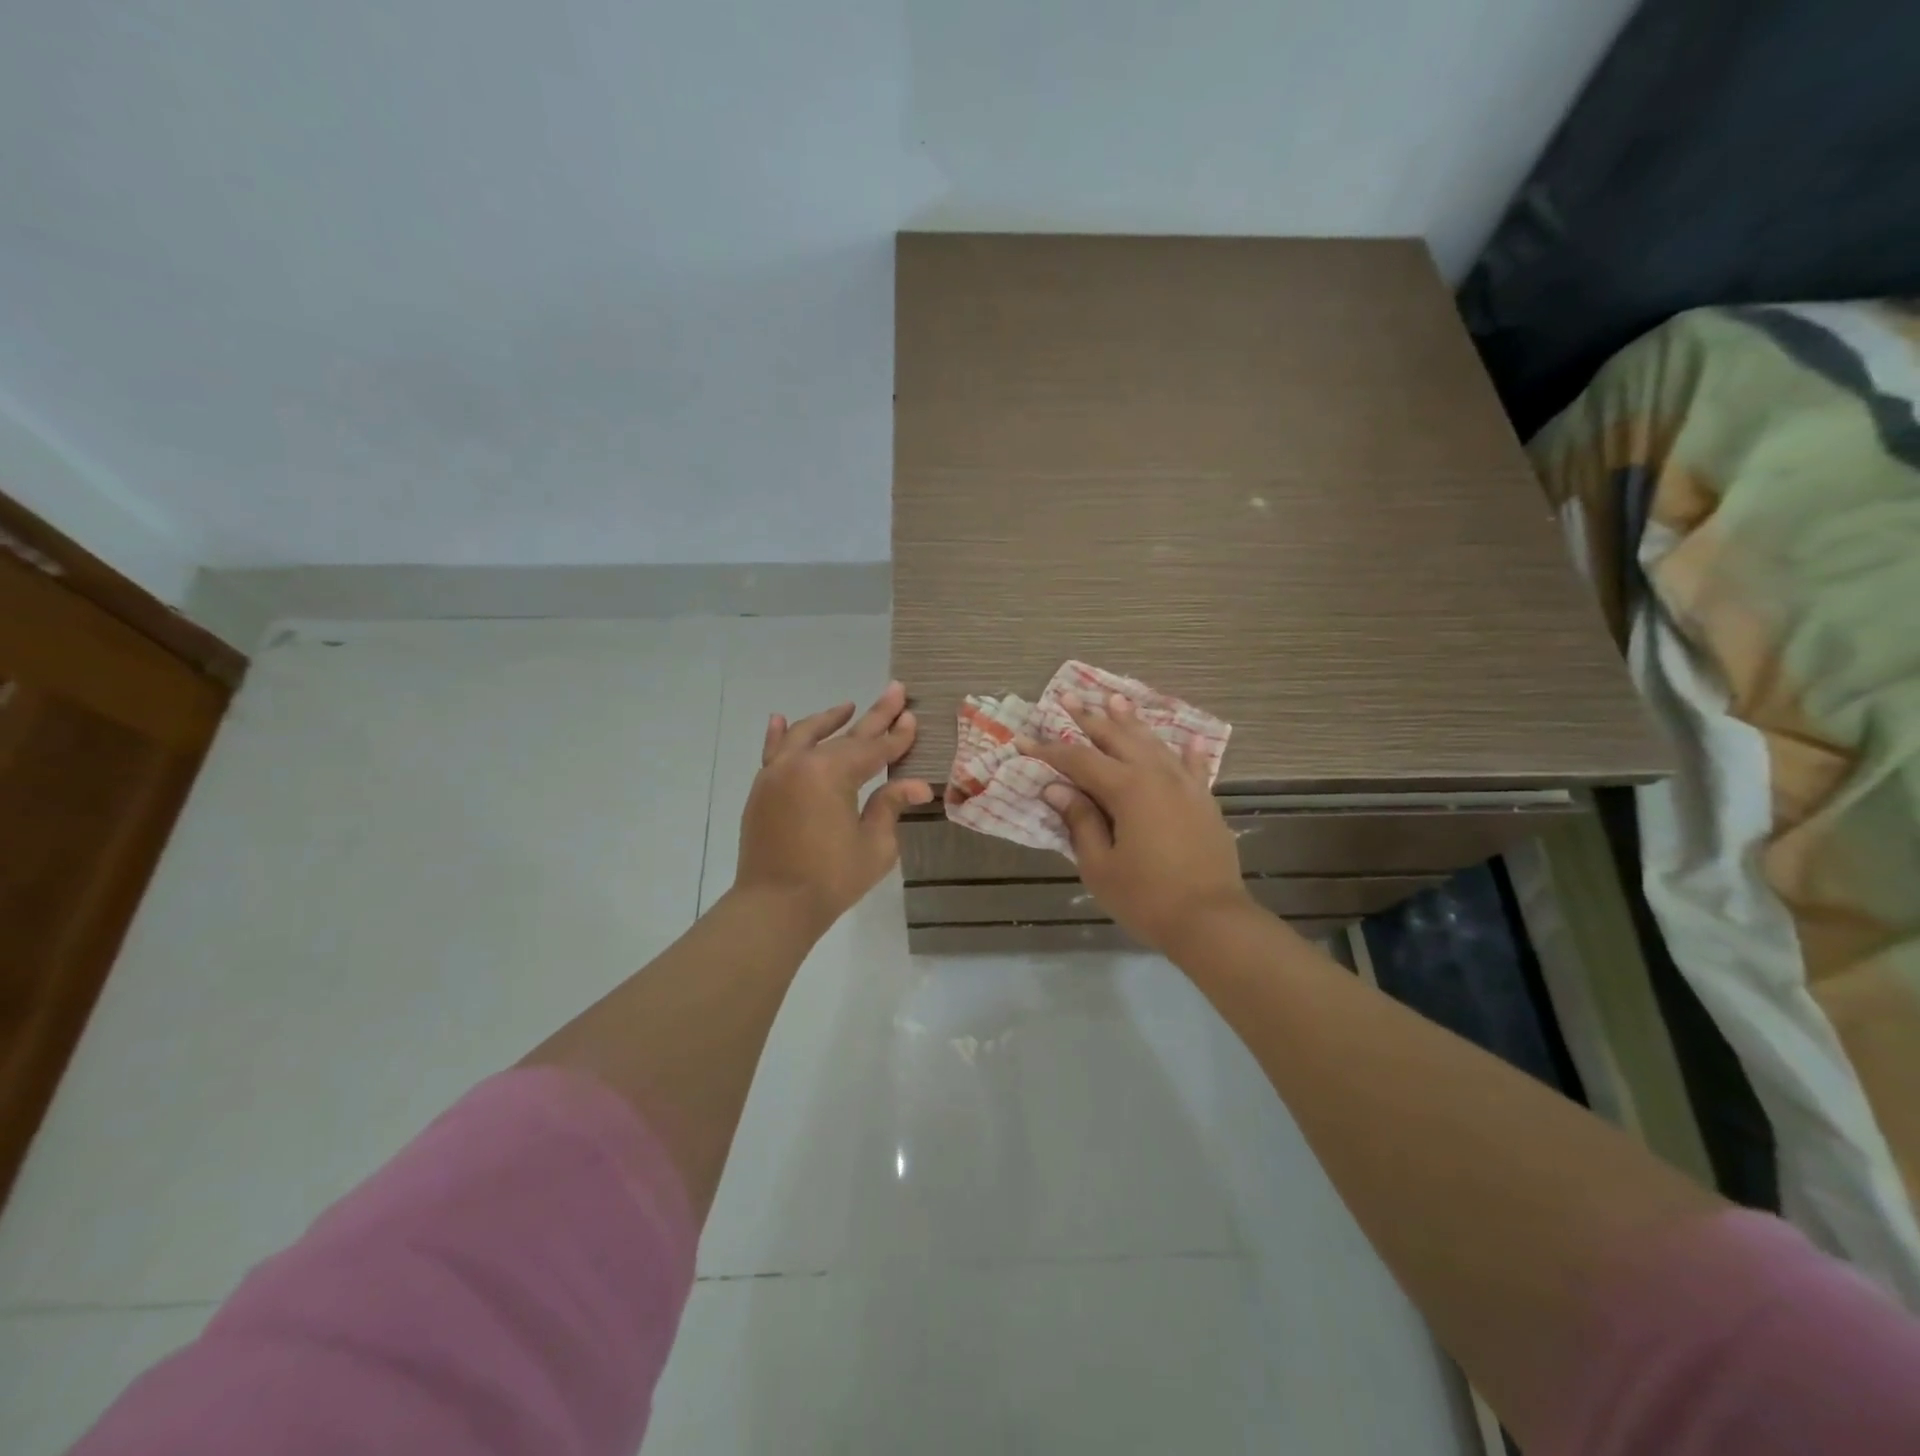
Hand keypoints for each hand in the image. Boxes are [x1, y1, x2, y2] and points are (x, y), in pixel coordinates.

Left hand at [736, 682, 933, 929]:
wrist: (774, 905)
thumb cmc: (831, 879)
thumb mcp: (874, 845)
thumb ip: (890, 806)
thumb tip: (916, 784)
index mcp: (833, 774)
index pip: (874, 748)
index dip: (897, 736)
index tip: (912, 716)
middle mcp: (802, 763)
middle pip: (845, 736)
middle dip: (873, 716)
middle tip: (894, 690)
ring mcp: (777, 773)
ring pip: (806, 735)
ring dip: (829, 720)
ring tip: (847, 707)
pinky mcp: (762, 789)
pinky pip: (771, 752)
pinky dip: (779, 735)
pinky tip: (780, 719)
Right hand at [1018, 693, 1249, 952]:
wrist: (1212, 921)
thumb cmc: (1146, 898)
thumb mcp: (1100, 865)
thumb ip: (1080, 822)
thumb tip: (1058, 789)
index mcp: (1127, 789)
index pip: (1079, 760)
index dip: (1049, 750)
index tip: (1024, 740)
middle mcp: (1157, 776)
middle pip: (1117, 738)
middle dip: (1089, 718)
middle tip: (1067, 697)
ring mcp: (1186, 786)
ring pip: (1154, 744)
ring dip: (1132, 722)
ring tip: (1115, 699)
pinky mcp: (1205, 803)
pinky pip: (1194, 767)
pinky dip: (1188, 751)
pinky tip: (1188, 738)